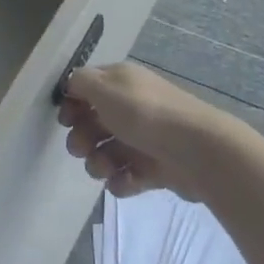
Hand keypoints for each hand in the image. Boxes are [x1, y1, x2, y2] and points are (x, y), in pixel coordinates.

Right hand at [55, 62, 248, 201]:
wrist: (197, 150)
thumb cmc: (145, 113)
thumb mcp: (105, 87)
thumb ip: (81, 82)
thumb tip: (72, 84)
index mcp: (121, 83)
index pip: (87, 89)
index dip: (72, 104)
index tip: (66, 120)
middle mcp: (131, 107)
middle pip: (94, 123)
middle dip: (81, 138)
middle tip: (82, 148)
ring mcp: (144, 139)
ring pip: (107, 152)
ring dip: (98, 163)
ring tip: (105, 168)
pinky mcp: (154, 168)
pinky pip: (127, 176)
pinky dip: (121, 181)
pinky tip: (124, 181)